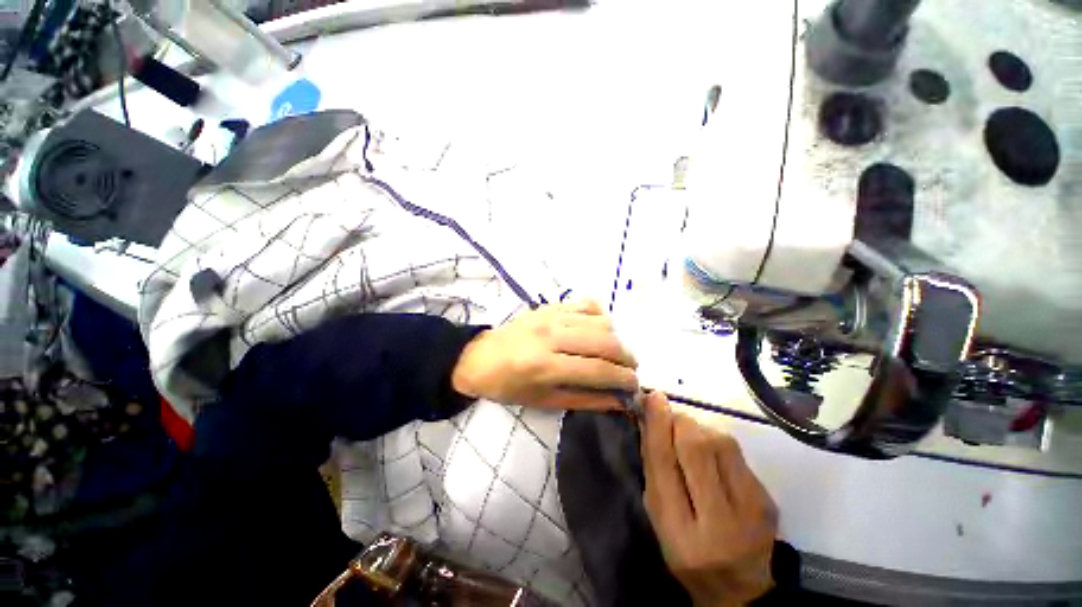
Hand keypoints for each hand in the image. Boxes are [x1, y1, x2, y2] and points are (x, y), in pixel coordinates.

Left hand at [451, 299, 637, 409]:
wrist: (479, 357)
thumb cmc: (509, 386)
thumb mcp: (545, 401)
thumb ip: (586, 400)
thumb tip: (619, 401)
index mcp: (545, 365)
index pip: (599, 370)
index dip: (624, 379)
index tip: (635, 386)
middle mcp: (551, 335)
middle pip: (606, 342)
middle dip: (627, 358)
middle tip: (629, 370)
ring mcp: (551, 315)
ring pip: (601, 321)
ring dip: (616, 339)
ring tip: (612, 353)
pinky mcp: (551, 305)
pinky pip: (587, 304)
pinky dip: (600, 317)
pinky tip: (597, 331)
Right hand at [640, 392, 777, 606]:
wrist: (740, 588)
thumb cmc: (686, 552)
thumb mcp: (659, 517)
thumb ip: (653, 468)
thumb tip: (649, 419)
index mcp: (681, 533)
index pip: (665, 465)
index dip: (658, 426)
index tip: (653, 397)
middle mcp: (720, 523)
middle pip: (697, 447)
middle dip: (679, 421)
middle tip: (670, 419)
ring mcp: (752, 510)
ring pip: (721, 442)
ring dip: (698, 428)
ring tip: (688, 438)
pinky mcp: (768, 499)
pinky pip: (736, 451)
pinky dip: (716, 440)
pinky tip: (710, 453)